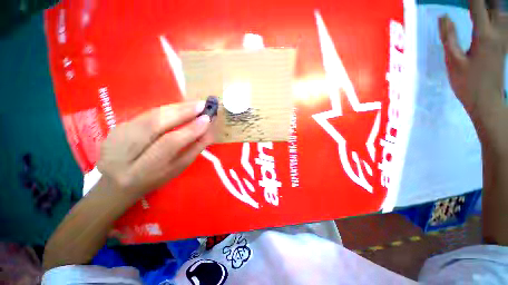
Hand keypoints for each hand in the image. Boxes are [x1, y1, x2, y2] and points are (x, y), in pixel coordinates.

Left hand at [97, 101, 213, 195]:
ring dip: (176, 107)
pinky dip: (167, 109)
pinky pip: (147, 113)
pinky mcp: (117, 126)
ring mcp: (116, 135)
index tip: (207, 119)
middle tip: (202, 104)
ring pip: (150, 115)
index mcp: (140, 171)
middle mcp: (122, 151)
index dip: (189, 130)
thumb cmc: (154, 179)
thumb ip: (193, 150)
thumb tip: (209, 131)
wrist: (117, 182)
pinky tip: (180, 108)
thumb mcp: (176, 169)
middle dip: (182, 112)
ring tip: (194, 104)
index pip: (168, 144)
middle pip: (155, 124)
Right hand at [439, 0, 506, 148]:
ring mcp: (503, 40)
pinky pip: (506, 25)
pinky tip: (497, 17)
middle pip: (496, 6)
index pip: (477, 6)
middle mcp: (497, 33)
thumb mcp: (452, 61)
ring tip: (485, 7)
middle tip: (476, 1)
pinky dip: (501, 17)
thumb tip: (443, 17)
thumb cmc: (467, 83)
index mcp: (483, 35)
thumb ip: (448, 37)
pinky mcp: (504, 47)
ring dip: (495, 7)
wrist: (486, 101)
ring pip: (503, 14)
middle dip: (486, 1)